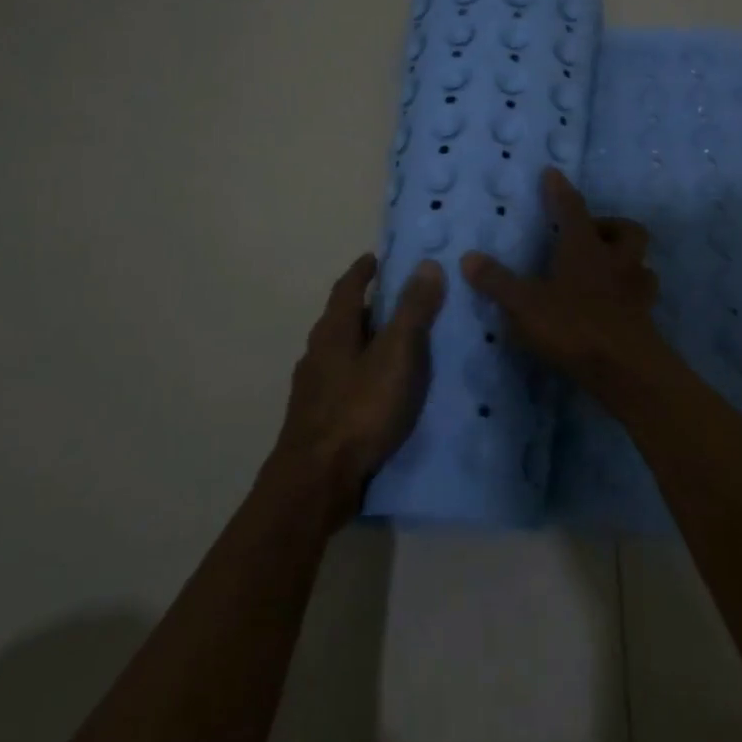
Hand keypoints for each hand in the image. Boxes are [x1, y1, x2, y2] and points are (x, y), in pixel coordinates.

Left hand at [270, 254, 444, 527]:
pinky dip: (365, 375)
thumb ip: (412, 310)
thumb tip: (427, 264)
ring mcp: (314, 390)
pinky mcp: (318, 420)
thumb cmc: (358, 410)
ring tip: (400, 345)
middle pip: (343, 319)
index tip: (378, 258)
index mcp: (333, 331)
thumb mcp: (396, 355)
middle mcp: (318, 354)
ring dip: (367, 343)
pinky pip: (346, 383)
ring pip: (343, 353)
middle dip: (369, 307)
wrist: (315, 483)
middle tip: (401, 301)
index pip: (347, 287)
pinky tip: (384, 391)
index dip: (363, 271)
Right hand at [461, 167, 666, 402]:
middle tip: (588, 235)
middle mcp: (616, 261)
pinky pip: (641, 295)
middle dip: (609, 226)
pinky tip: (613, 305)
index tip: (552, 173)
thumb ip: (497, 281)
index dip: (560, 190)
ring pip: (641, 263)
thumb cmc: (573, 327)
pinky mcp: (644, 319)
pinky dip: (628, 294)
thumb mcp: (524, 305)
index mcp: (584, 248)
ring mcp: (635, 290)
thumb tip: (469, 257)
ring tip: (605, 270)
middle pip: (627, 230)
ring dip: (626, 260)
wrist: (626, 370)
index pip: (572, 208)